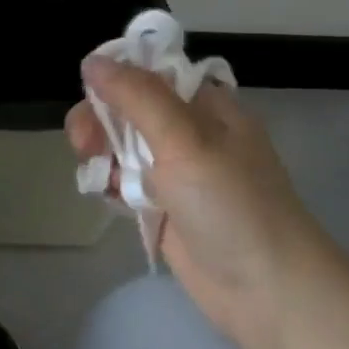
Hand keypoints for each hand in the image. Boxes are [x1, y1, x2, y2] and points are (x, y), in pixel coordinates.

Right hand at [68, 57, 337, 348]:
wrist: (264, 287)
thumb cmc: (231, 205)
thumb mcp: (185, 141)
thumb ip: (137, 98)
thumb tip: (93, 61)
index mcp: (207, 107)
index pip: (153, 73)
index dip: (117, 77)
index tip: (88, 91)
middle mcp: (191, 134)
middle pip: (131, 111)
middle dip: (102, 121)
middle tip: (84, 144)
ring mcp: (178, 174)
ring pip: (123, 148)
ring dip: (102, 154)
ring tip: (94, 176)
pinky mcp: (164, 208)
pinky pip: (126, 184)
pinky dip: (110, 185)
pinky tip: (103, 195)